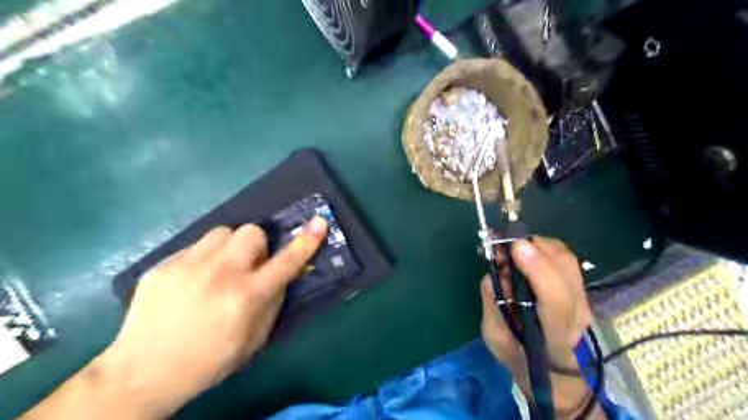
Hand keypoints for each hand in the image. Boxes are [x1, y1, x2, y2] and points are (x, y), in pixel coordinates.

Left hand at [99, 218, 327, 414]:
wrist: (143, 373)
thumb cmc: (210, 360)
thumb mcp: (255, 339)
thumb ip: (272, 302)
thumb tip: (280, 275)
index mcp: (246, 296)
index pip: (286, 262)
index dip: (306, 242)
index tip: (319, 222)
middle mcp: (219, 274)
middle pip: (251, 232)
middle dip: (258, 243)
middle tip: (250, 263)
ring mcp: (187, 266)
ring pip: (221, 232)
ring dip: (229, 246)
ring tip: (220, 267)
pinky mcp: (162, 266)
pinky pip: (194, 247)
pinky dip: (203, 259)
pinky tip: (192, 281)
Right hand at [482, 237, 603, 417]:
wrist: (555, 370)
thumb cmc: (521, 358)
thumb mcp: (496, 340)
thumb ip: (494, 307)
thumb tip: (494, 273)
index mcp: (555, 337)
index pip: (556, 301)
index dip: (539, 270)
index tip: (517, 248)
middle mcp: (576, 315)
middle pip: (565, 272)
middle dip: (534, 250)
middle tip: (504, 247)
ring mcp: (583, 300)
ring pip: (566, 260)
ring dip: (538, 246)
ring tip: (512, 249)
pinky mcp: (579, 288)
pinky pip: (565, 257)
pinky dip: (545, 247)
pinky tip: (528, 251)